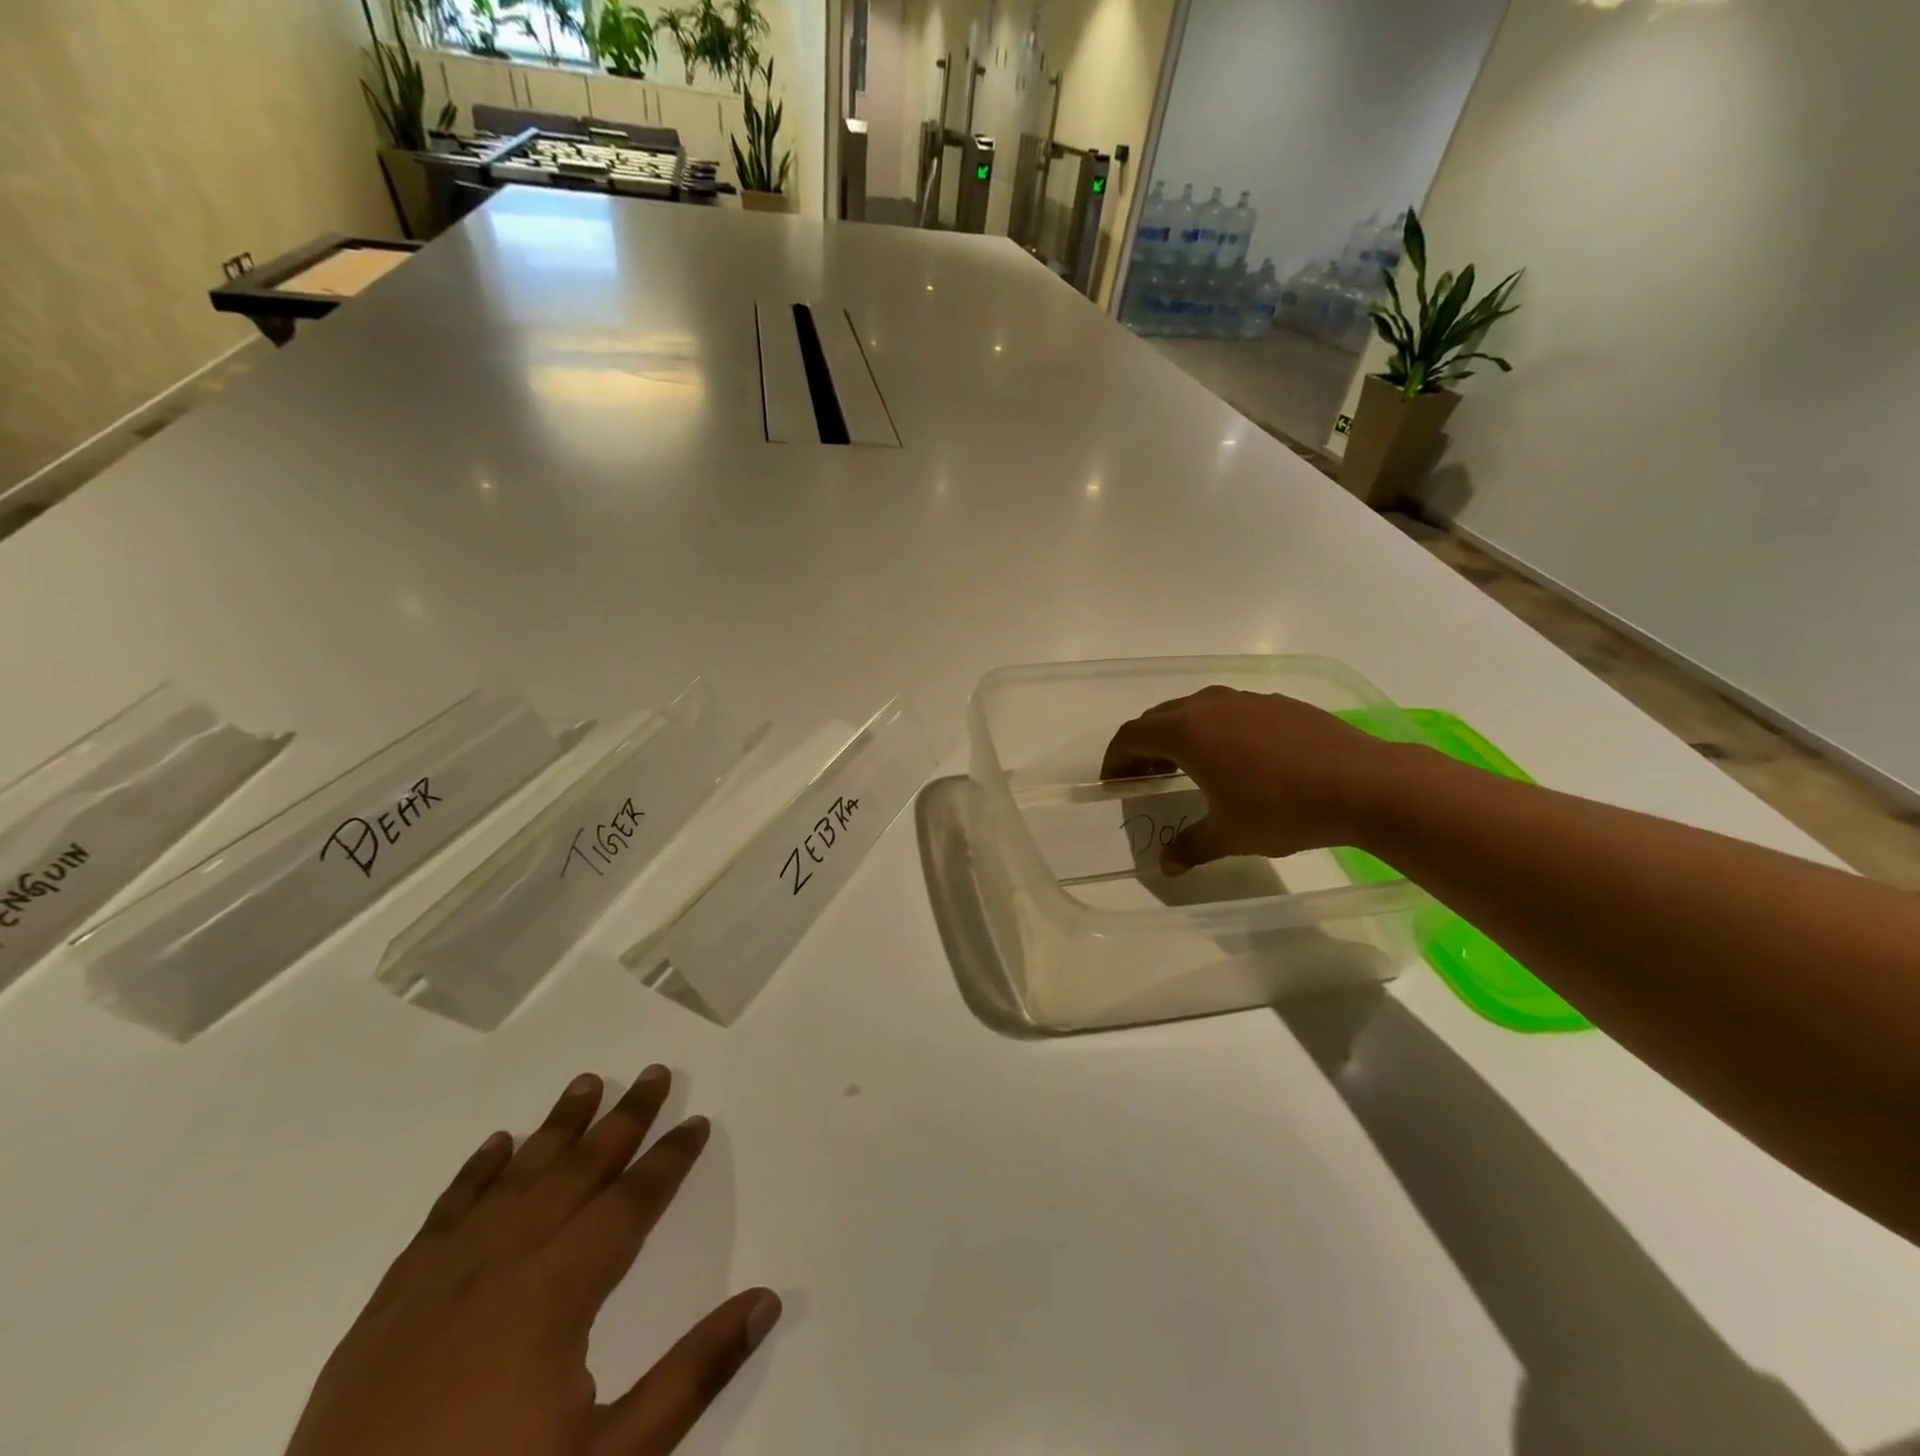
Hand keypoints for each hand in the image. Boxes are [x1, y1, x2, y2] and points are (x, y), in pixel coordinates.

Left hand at [286, 1069, 780, 1455]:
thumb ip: (692, 1375)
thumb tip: (766, 1300)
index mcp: (555, 1294)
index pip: (630, 1203)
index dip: (669, 1160)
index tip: (697, 1121)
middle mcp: (502, 1264)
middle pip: (576, 1170)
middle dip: (622, 1119)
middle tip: (653, 1073)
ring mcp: (439, 1280)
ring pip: (513, 1178)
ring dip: (556, 1127)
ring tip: (586, 1083)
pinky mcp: (388, 1306)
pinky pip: (444, 1214)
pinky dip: (475, 1172)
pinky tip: (496, 1144)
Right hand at [1101, 685, 1402, 874]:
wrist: (1365, 784)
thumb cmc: (1283, 808)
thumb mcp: (1229, 834)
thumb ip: (1190, 845)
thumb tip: (1166, 866)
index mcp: (1187, 731)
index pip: (1132, 736)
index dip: (1116, 759)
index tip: (1113, 783)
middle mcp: (1210, 705)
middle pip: (1160, 717)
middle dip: (1144, 746)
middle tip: (1144, 778)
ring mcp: (1247, 699)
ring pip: (1196, 710)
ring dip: (1179, 735)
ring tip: (1185, 767)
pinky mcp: (1279, 703)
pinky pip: (1230, 711)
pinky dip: (1215, 730)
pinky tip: (1236, 760)